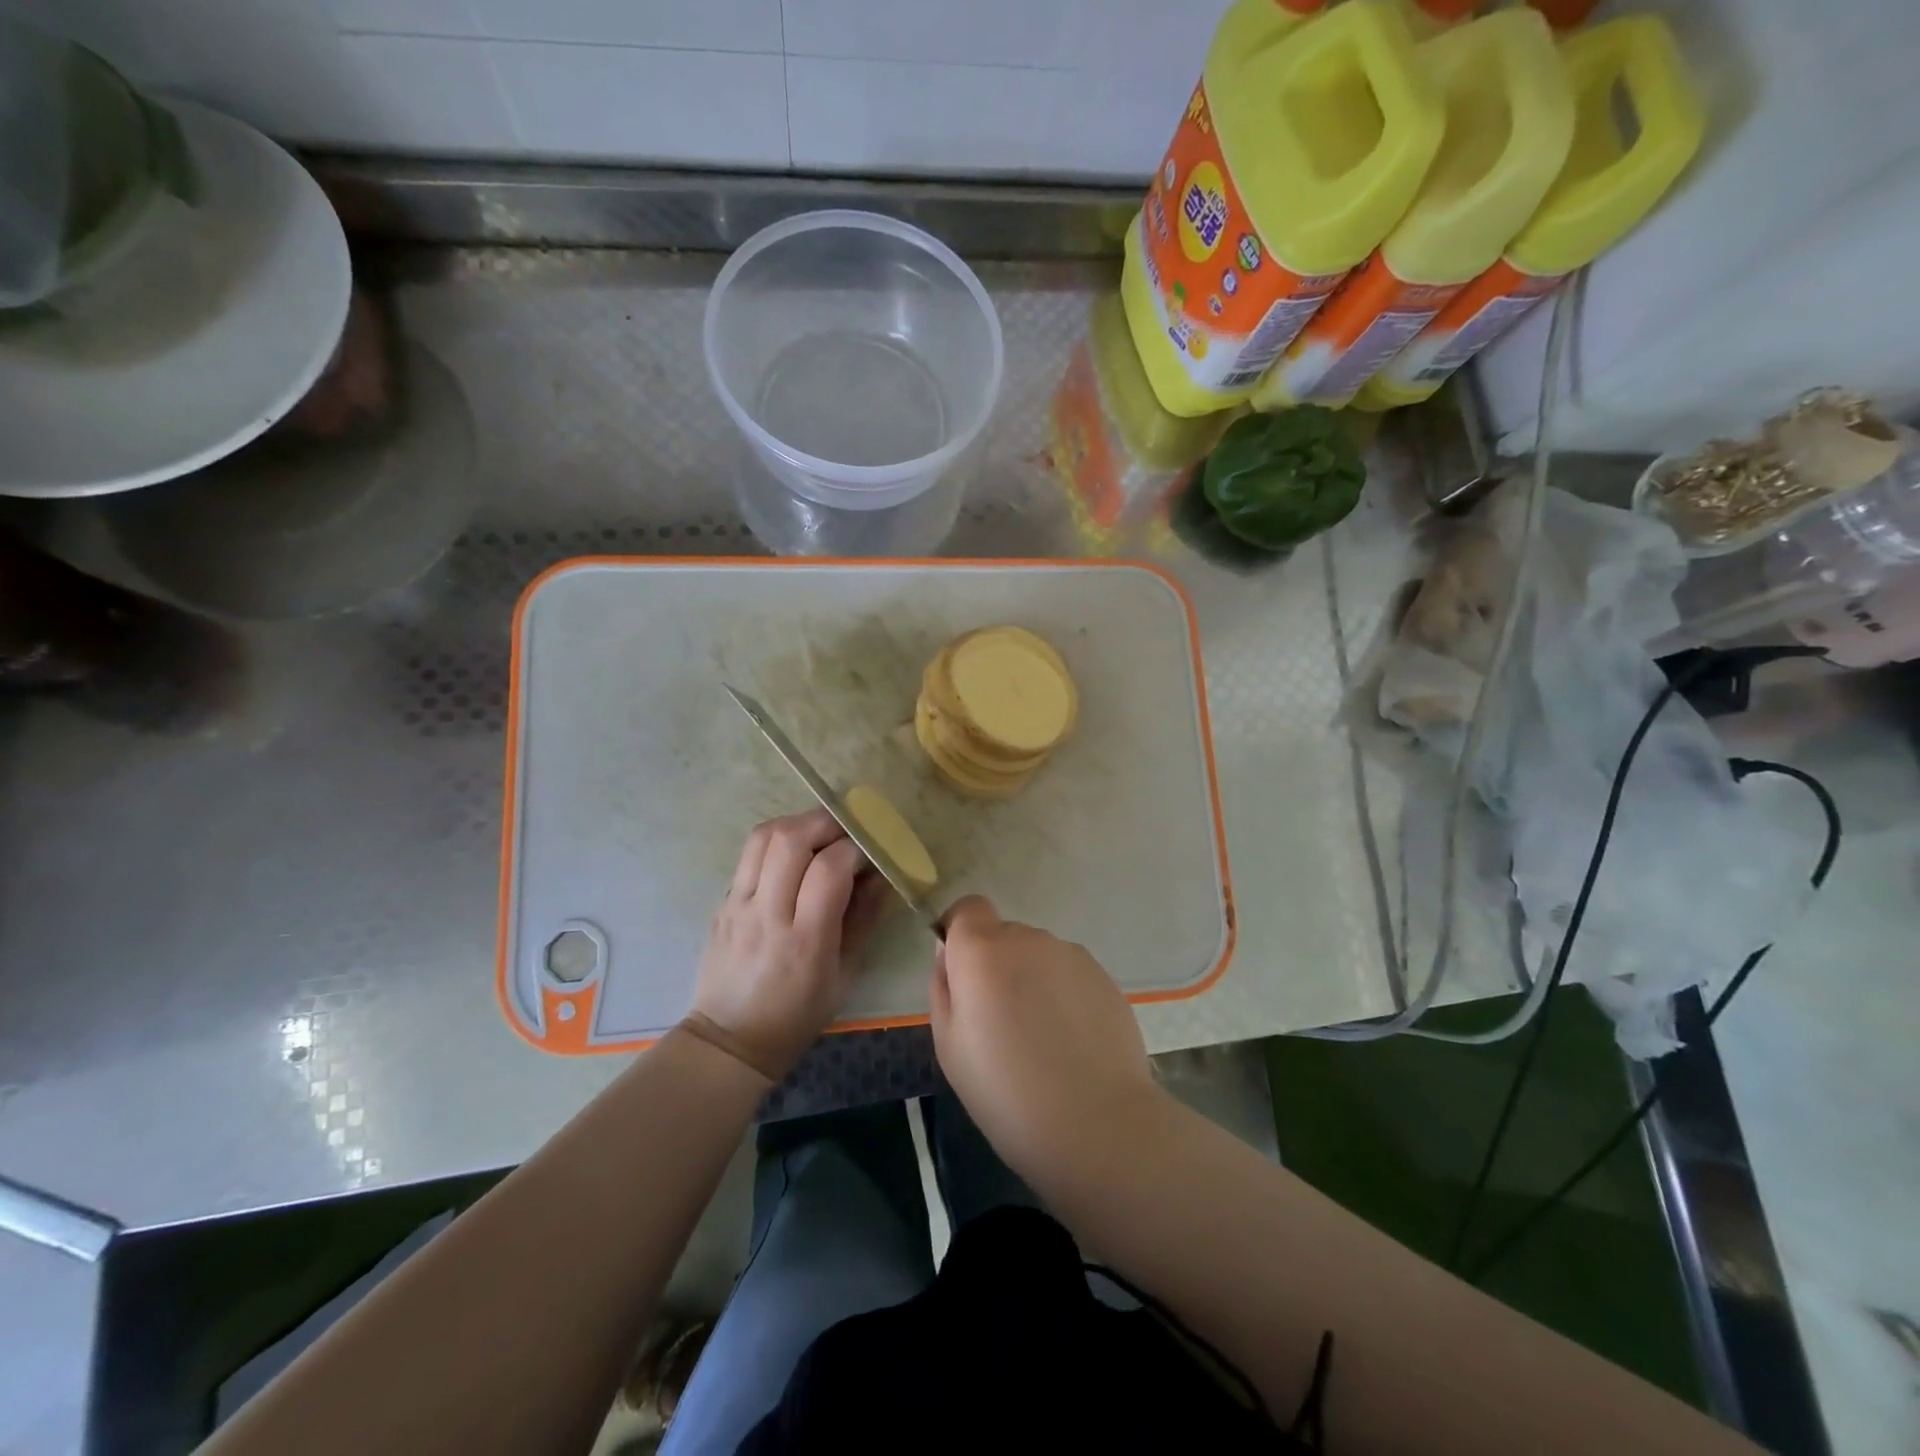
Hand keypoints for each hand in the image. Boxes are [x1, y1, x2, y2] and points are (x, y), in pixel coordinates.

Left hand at [690, 810, 888, 1081]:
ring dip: (798, 824)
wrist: (730, 1040)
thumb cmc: (797, 1015)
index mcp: (805, 939)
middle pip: (791, 839)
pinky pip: (749, 855)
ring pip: (763, 836)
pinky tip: (793, 857)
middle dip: (825, 823)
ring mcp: (738, 904)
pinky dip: (776, 843)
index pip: (829, 869)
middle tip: (847, 830)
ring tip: (820, 835)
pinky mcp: (723, 901)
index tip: (871, 852)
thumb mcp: (845, 975)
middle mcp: (768, 913)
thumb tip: (882, 876)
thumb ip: (863, 919)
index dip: (855, 849)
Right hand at [930, 896, 1157, 1177]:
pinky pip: (1069, 974)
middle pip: (1004, 935)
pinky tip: (1071, 1043)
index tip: (963, 973)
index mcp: (982, 950)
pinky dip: (1063, 995)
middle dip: (997, 965)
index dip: (961, 933)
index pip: (968, 908)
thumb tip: (950, 956)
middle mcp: (1028, 939)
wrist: (1096, 1123)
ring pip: (1038, 956)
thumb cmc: (1005, 1091)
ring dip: (1032, 980)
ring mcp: (1071, 954)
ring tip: (1041, 1038)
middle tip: (1000, 1022)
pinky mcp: (1103, 976)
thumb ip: (944, 987)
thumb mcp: (948, 1046)